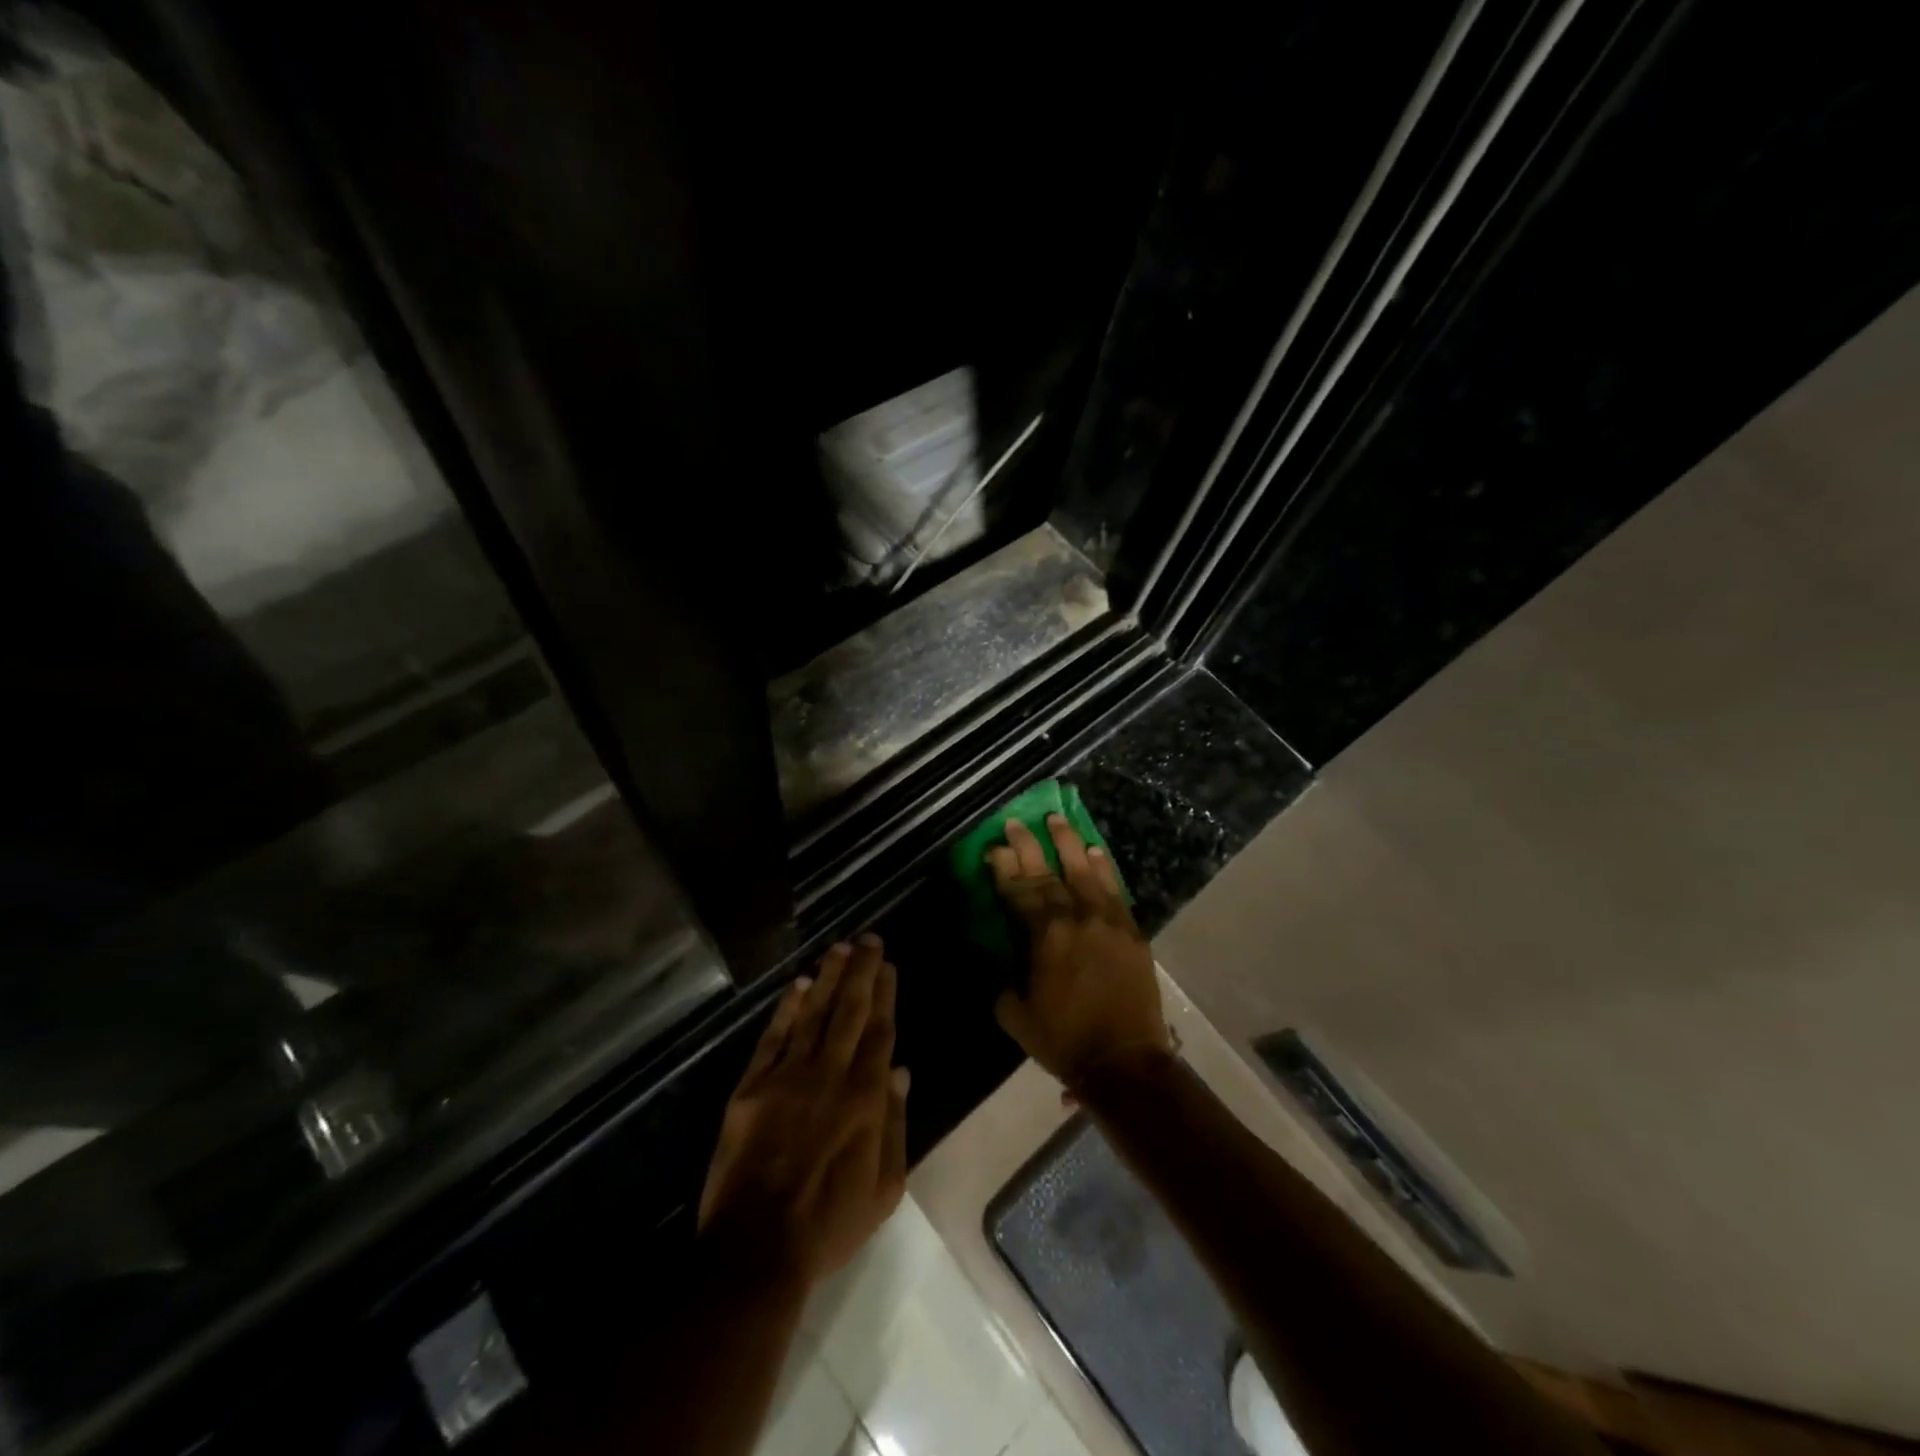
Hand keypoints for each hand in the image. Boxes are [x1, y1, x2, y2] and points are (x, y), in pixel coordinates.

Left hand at [699, 936, 909, 1285]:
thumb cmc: (829, 1223)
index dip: (885, 995)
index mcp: (865, 1098)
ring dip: (827, 978)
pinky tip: (798, 985)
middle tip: (868, 939)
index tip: (888, 965)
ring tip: (839, 948)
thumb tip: (901, 1070)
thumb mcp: (884, 1187)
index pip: (879, 1031)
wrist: (757, 1250)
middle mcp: (830, 1075)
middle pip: (849, 1011)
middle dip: (861, 972)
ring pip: (813, 1015)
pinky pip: (773, 1038)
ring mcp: (788, 1077)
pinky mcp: (752, 1087)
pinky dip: (787, 1009)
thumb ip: (894, 1123)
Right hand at [987, 815, 1171, 1088]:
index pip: (1019, 890)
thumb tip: (1000, 956)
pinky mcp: (1130, 930)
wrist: (1124, 1060)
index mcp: (1044, 936)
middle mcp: (1075, 917)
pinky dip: (1103, 867)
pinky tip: (1094, 850)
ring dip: (1067, 843)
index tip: (993, 847)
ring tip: (1056, 819)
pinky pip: (1114, 889)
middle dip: (1028, 845)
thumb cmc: (1063, 1040)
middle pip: (1048, 873)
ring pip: (1084, 871)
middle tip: (1015, 821)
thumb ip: (1003, 978)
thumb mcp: (1014, 1014)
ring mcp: (1107, 920)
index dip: (1003, 867)